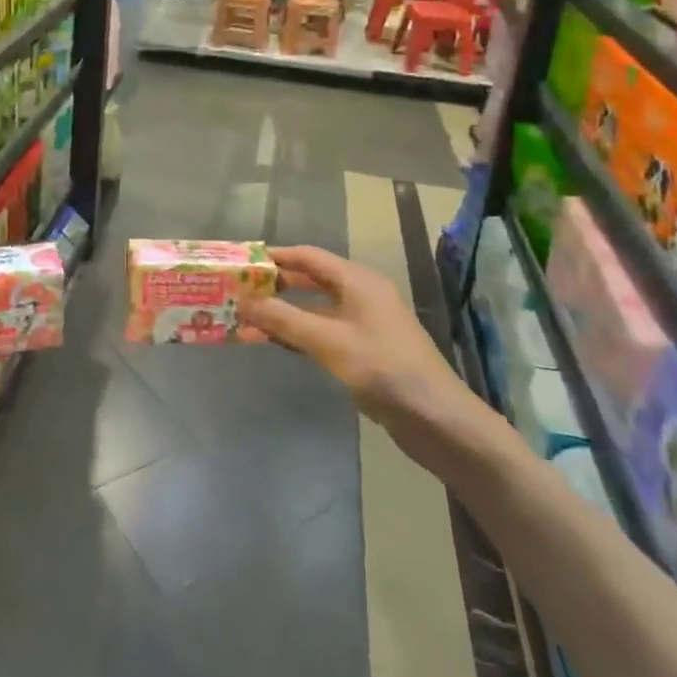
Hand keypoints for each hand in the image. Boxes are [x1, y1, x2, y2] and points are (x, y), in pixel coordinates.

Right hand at [241, 246, 496, 473]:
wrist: (438, 420)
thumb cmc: (383, 369)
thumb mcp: (328, 342)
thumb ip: (284, 319)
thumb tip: (244, 300)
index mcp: (357, 280)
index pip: (308, 256)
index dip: (274, 257)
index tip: (241, 261)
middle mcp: (361, 294)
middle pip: (310, 280)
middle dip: (275, 285)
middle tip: (238, 291)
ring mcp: (364, 323)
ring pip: (315, 309)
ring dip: (284, 312)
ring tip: (247, 318)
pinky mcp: (365, 350)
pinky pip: (323, 331)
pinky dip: (299, 333)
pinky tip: (275, 342)